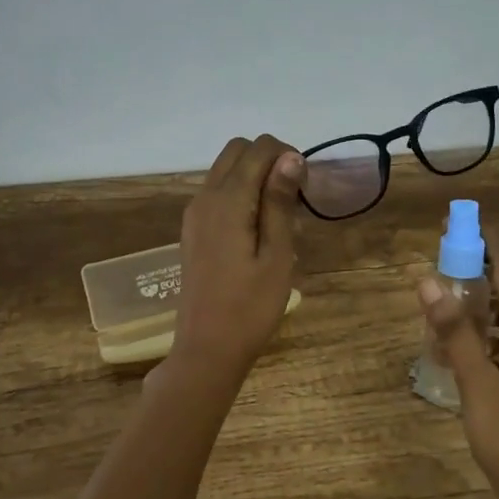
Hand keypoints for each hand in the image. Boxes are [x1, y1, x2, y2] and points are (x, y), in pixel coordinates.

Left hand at [170, 134, 305, 382]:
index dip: (287, 156)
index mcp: (227, 200)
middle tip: (294, 196)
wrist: (207, 349)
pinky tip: (258, 227)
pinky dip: (240, 192)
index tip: (305, 188)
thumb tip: (290, 157)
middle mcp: (205, 197)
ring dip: (254, 175)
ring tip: (279, 214)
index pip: (258, 148)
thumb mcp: (277, 255)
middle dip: (269, 159)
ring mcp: (195, 214)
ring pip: (225, 169)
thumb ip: (280, 202)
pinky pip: (217, 191)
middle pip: (237, 150)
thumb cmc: (250, 307)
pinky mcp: (193, 230)